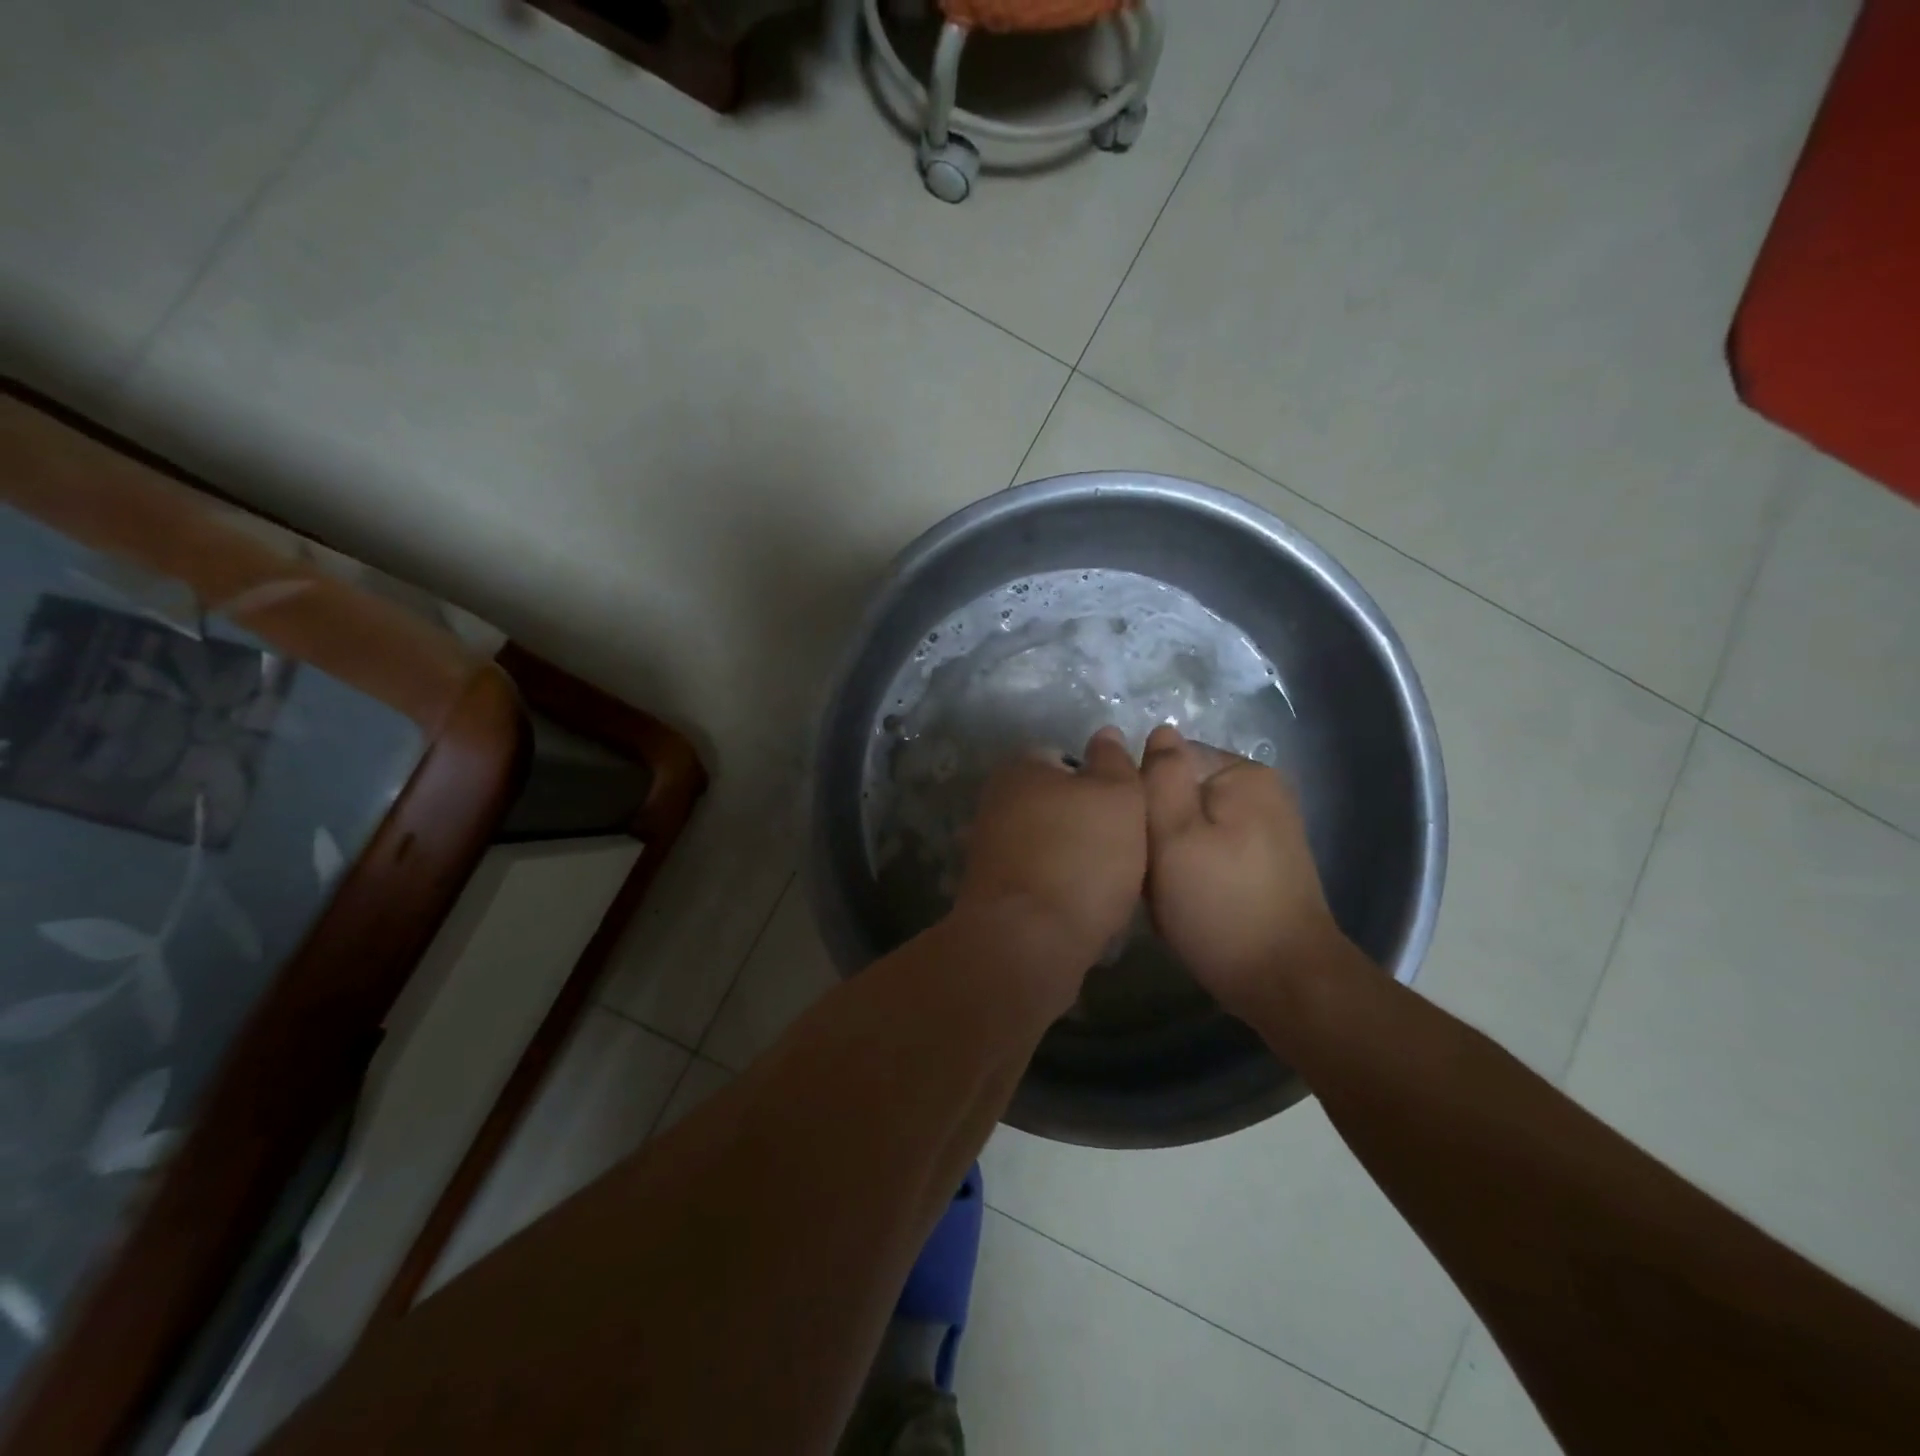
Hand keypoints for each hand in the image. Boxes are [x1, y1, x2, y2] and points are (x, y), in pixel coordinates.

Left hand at [956, 727, 1146, 969]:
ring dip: (1070, 856)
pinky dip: (1054, 884)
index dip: (1101, 783)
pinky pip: (1033, 875)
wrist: (1027, 939)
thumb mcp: (1118, 796)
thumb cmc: (1081, 855)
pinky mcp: (988, 888)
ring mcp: (986, 846)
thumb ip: (1113, 761)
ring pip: (1044, 841)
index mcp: (1020, 767)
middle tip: (1122, 848)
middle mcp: (995, 799)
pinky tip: (1077, 905)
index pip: (1066, 759)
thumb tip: (1104, 733)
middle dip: (1084, 821)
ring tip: (1104, 883)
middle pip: (1054, 802)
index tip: (1125, 812)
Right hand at [1141, 724, 1340, 1015]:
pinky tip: (1189, 902)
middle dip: (1157, 831)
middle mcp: (1263, 791)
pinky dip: (1194, 871)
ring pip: (1193, 826)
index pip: (1168, 762)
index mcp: (1243, 773)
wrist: (1285, 982)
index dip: (1141, 799)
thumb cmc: (1219, 905)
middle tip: (1149, 874)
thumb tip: (1159, 730)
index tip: (1136, 841)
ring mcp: (1269, 828)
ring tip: (1166, 893)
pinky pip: (1213, 850)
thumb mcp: (1173, 835)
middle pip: (1182, 794)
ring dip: (1171, 855)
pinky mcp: (1268, 863)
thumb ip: (1160, 777)